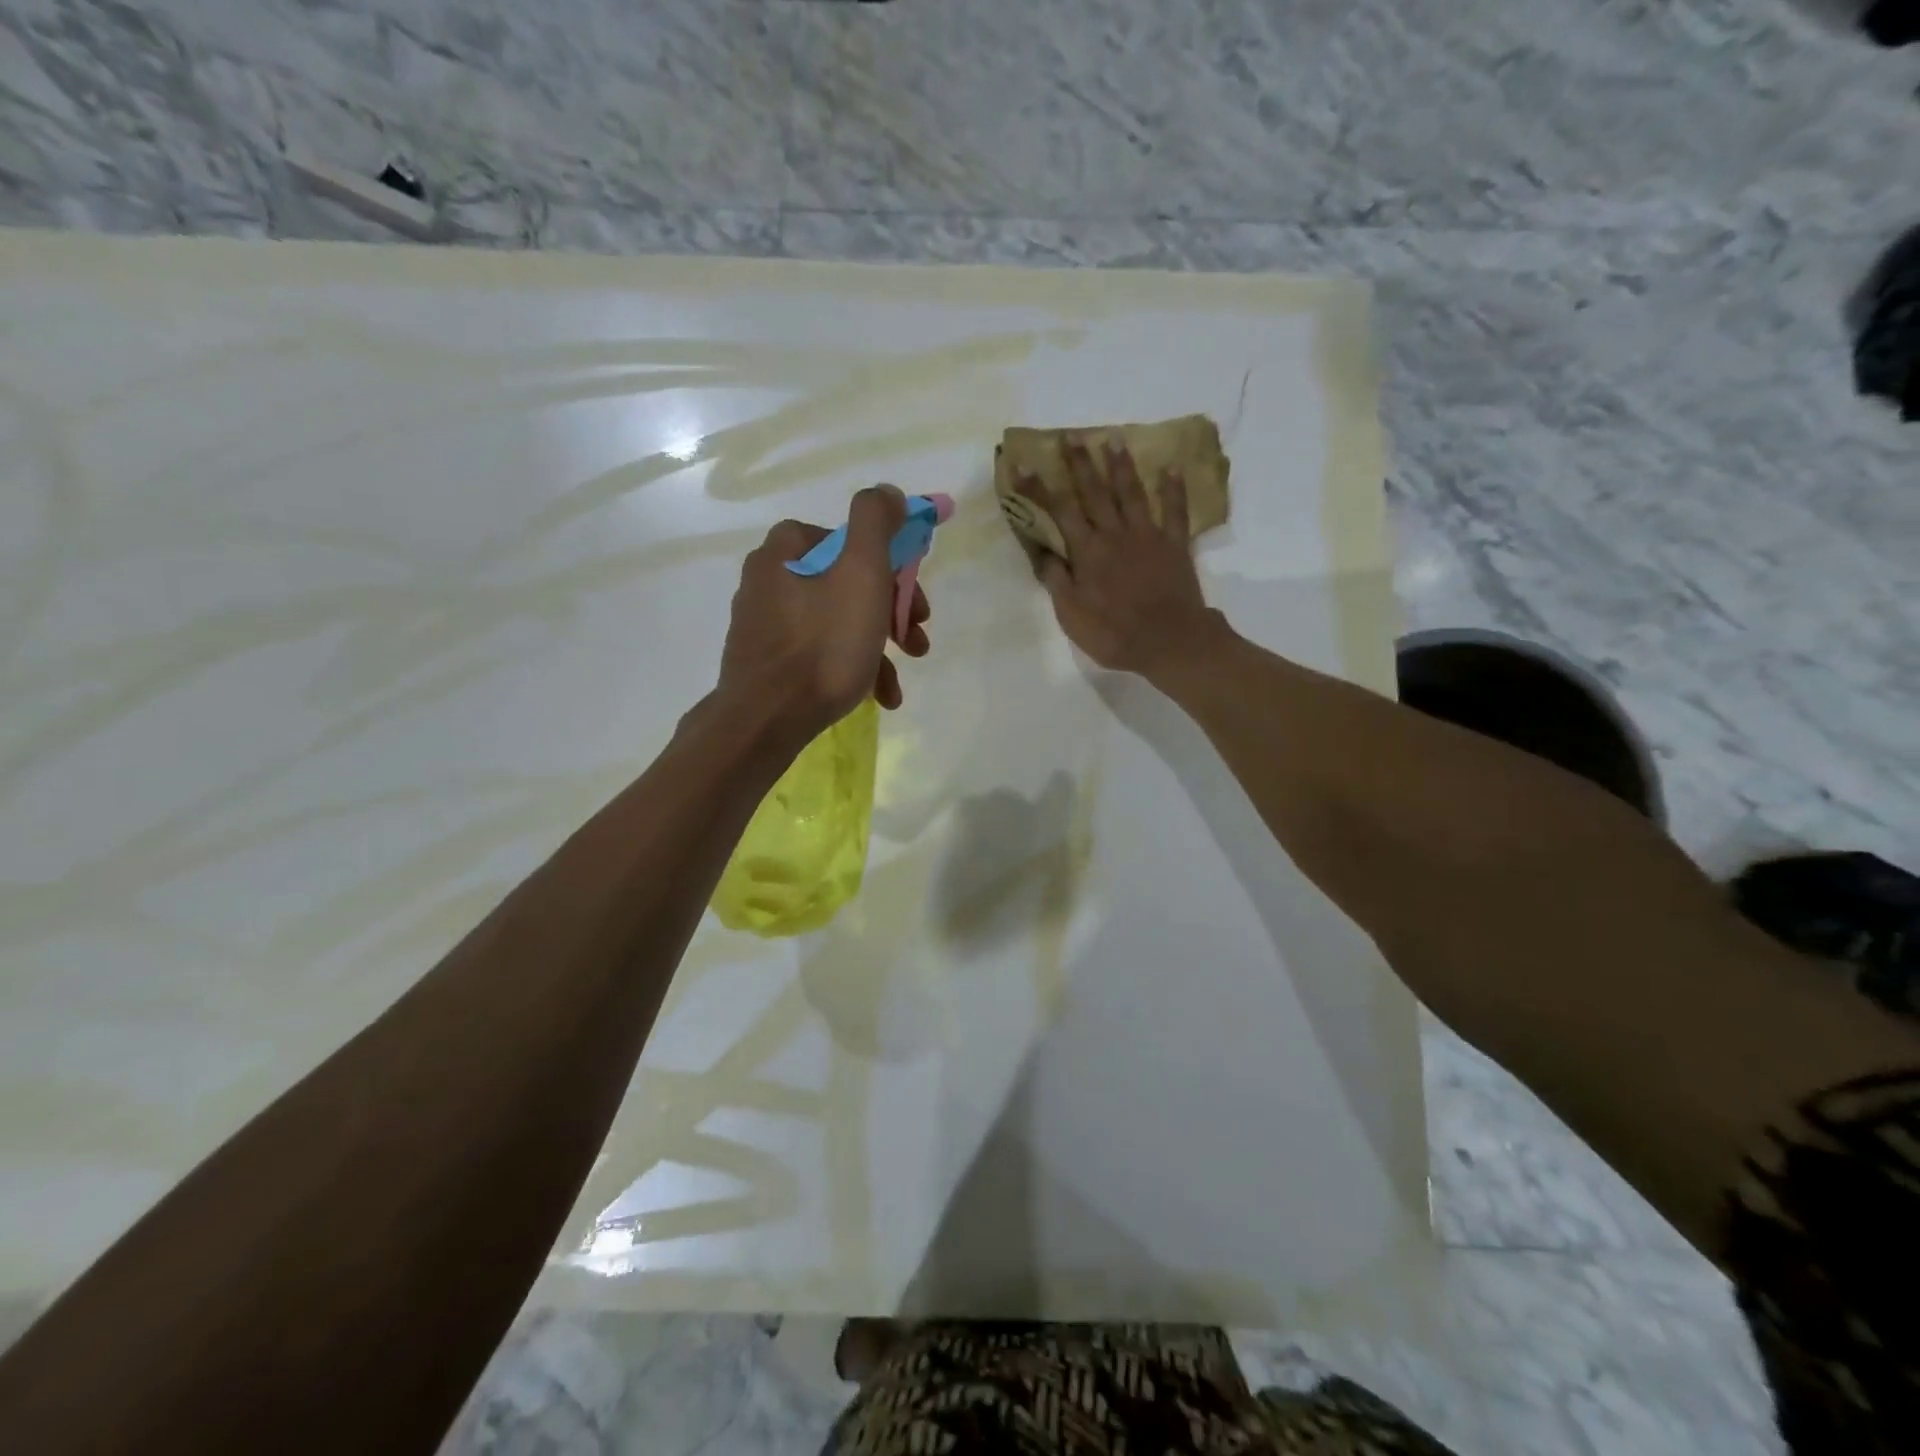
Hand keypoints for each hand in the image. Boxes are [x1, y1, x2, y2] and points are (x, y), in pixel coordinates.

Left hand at [716, 485, 931, 740]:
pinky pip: (820, 652)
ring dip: (878, 649)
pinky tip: (876, 695)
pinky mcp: (766, 660)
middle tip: (916, 642)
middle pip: (849, 584)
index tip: (916, 607)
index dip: (896, 572)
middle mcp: (770, 578)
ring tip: (897, 684)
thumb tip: (888, 493)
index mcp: (788, 548)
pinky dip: (851, 668)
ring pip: (839, 622)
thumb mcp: (861, 573)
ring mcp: (765, 622)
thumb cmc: (822, 645)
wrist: (766, 720)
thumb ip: (876, 522)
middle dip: (891, 615)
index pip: (856, 542)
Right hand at [1016, 436, 1224, 678]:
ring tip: (1113, 439)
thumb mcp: (1071, 615)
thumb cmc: (1113, 633)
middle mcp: (1115, 534)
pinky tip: (1172, 468)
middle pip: (1095, 492)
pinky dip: (1174, 489)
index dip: (1039, 487)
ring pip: (1132, 493)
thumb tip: (1043, 552)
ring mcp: (1148, 536)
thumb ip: (1057, 580)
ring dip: (1121, 466)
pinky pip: (1175, 511)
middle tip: (1071, 436)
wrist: (1169, 642)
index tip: (1023, 465)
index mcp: (1087, 552)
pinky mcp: (1175, 545)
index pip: (1059, 511)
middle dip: (1080, 463)